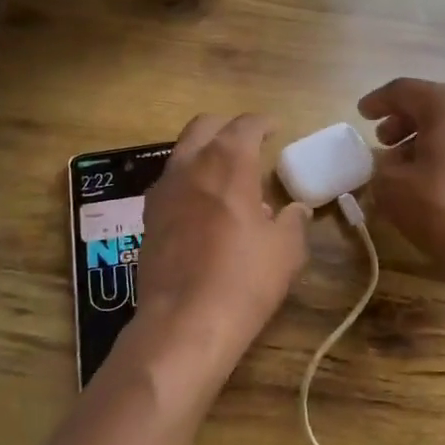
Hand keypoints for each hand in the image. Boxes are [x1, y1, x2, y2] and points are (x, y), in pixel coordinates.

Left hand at [128, 113, 309, 391]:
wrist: (184, 322)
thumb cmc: (245, 279)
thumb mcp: (286, 250)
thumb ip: (293, 221)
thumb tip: (296, 209)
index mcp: (228, 162)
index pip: (245, 124)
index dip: (263, 123)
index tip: (275, 128)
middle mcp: (190, 165)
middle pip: (205, 127)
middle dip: (228, 127)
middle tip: (248, 142)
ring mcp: (163, 190)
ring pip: (182, 152)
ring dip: (205, 152)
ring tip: (227, 175)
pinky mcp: (148, 217)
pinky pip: (171, 182)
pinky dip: (189, 180)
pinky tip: (203, 205)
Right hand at [359, 79, 444, 320]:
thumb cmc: (443, 209)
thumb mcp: (392, 187)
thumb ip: (380, 166)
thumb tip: (387, 163)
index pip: (404, 90)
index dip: (378, 101)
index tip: (361, 115)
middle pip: (431, 103)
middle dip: (403, 120)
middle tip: (382, 140)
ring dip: (423, 137)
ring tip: (402, 163)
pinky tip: (430, 178)